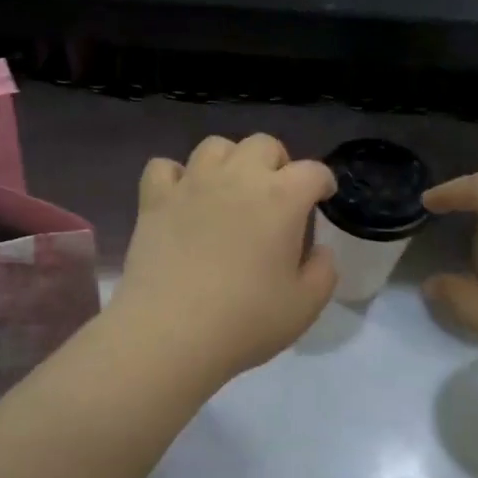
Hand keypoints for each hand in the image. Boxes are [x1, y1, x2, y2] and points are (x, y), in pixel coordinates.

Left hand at [112, 134, 337, 384]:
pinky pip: (164, 167)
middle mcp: (238, 177)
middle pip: (264, 144)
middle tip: (277, 195)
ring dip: (230, 161)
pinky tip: (182, 197)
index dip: (323, 182)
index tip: (322, 198)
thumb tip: (319, 250)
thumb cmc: (245, 320)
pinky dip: (176, 176)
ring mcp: (192, 184)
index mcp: (282, 198)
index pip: (313, 171)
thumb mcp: (305, 305)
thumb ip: (323, 271)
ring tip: (230, 190)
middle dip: (278, 163)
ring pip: (215, 146)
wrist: (171, 333)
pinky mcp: (154, 200)